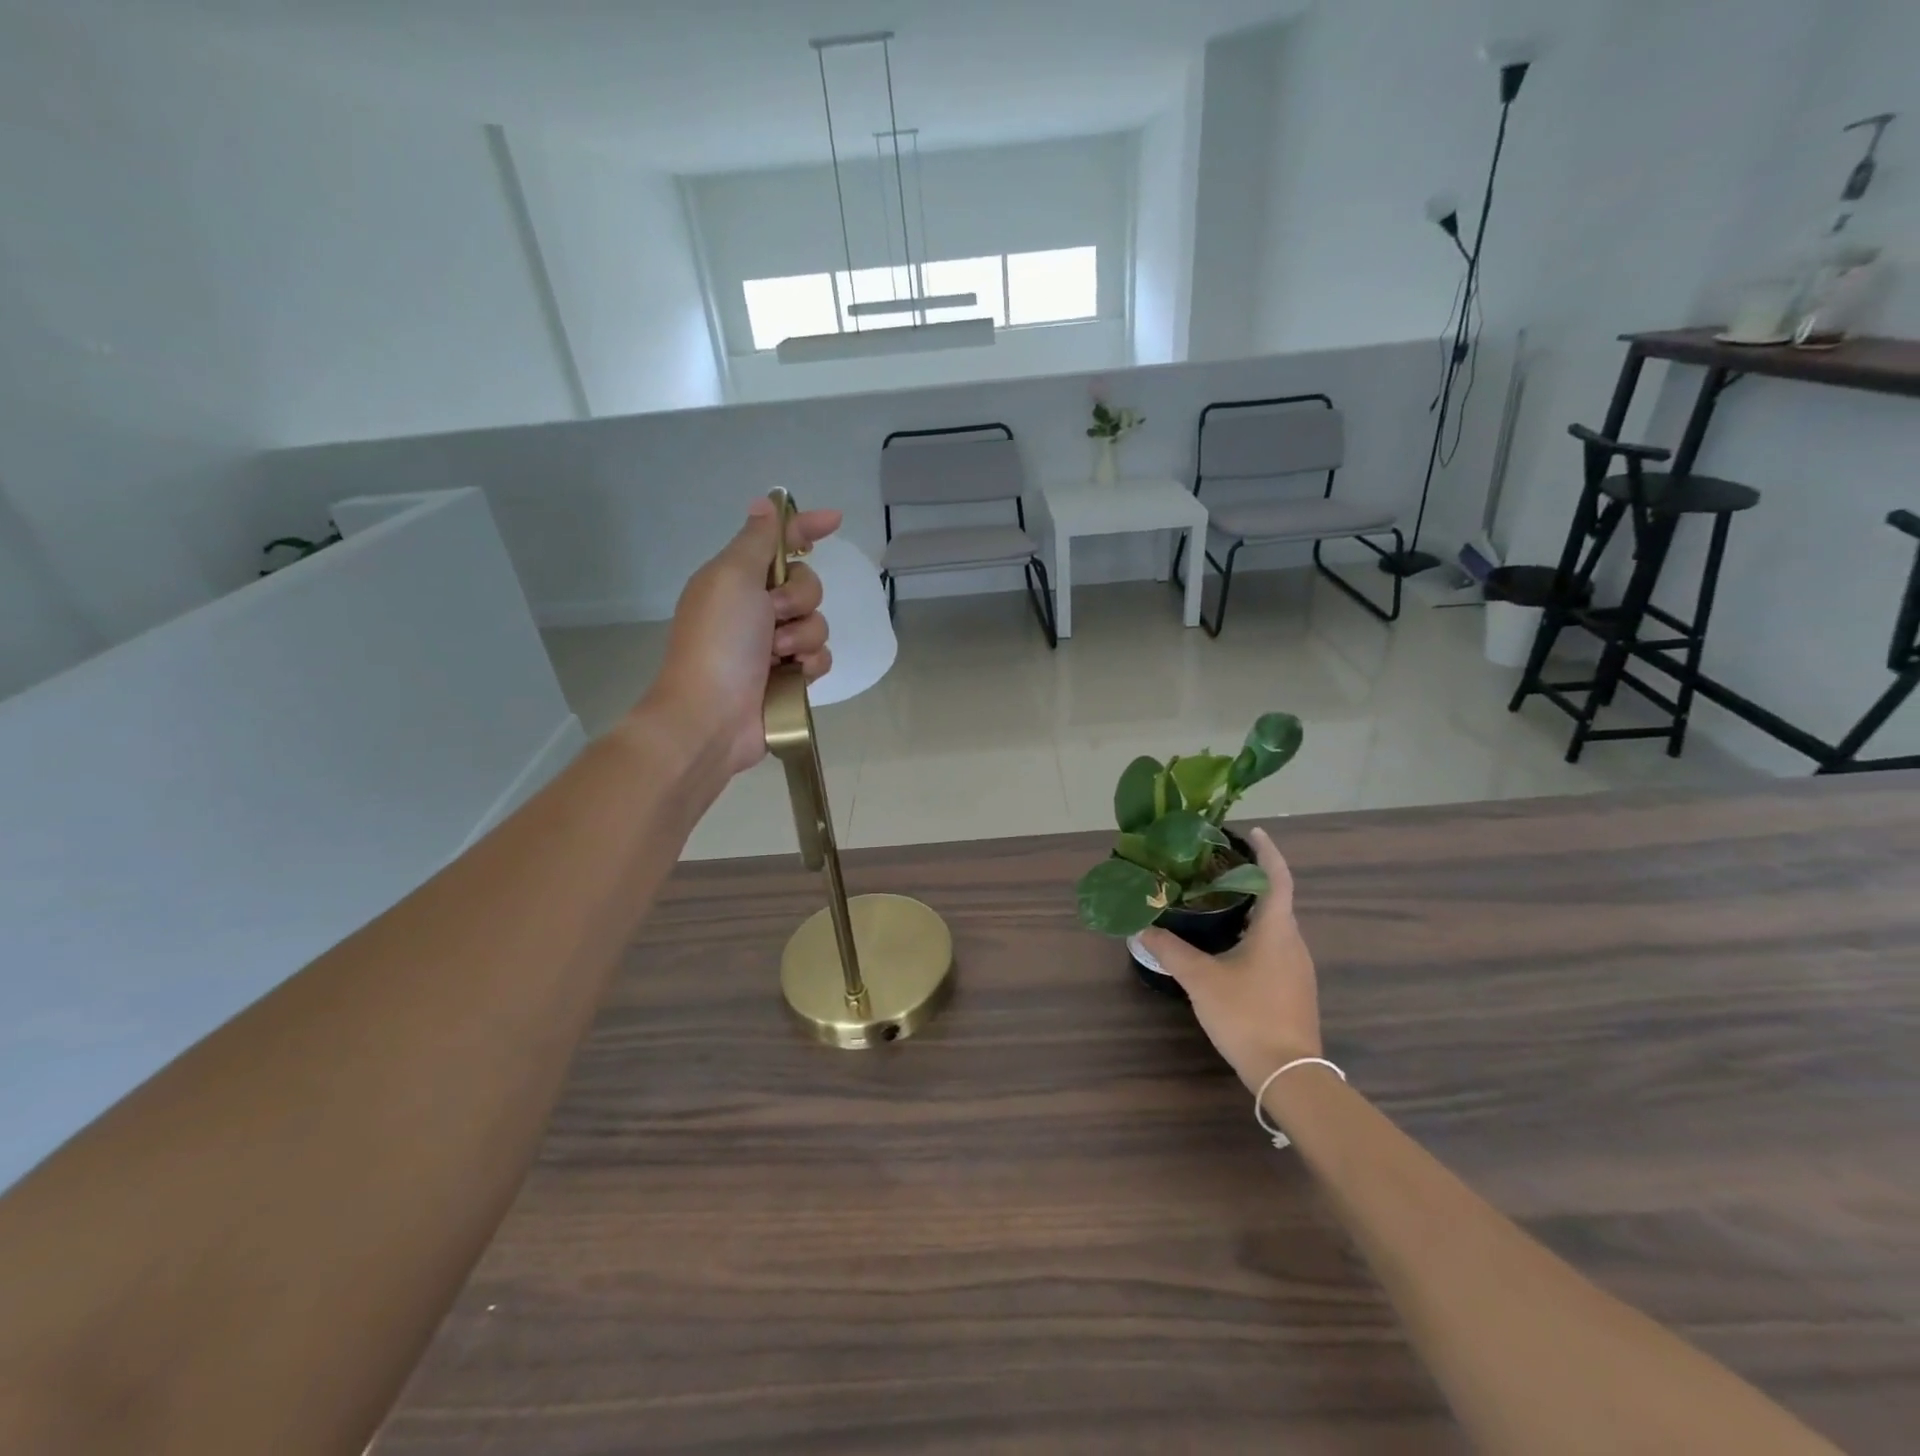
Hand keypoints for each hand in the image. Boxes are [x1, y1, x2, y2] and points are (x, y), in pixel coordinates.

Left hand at [638, 498, 843, 778]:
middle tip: (773, 616)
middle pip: (806, 584)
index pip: (779, 542)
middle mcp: (755, 608)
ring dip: (803, 635)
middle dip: (798, 598)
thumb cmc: (719, 641)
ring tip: (778, 656)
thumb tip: (765, 503)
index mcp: (737, 579)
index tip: (835, 521)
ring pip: (818, 622)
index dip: (805, 528)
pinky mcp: (789, 677)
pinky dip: (810, 664)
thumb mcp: (732, 578)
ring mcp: (773, 645)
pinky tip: (792, 675)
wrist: (712, 715)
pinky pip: (821, 656)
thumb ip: (757, 541)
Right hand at [1140, 828, 1321, 1092]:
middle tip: (1217, 867)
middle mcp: (1293, 942)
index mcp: (1277, 930)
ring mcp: (1297, 968)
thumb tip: (1142, 927)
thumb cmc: (1247, 1015)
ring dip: (1252, 908)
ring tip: (1217, 900)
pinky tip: (1228, 944)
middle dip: (1251, 879)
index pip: (1277, 877)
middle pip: (1276, 899)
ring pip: (1276, 925)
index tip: (1251, 831)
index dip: (1266, 851)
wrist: (1289, 1073)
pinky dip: (1255, 933)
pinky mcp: (1294, 988)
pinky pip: (1275, 946)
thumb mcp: (1201, 979)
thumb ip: (1171, 950)